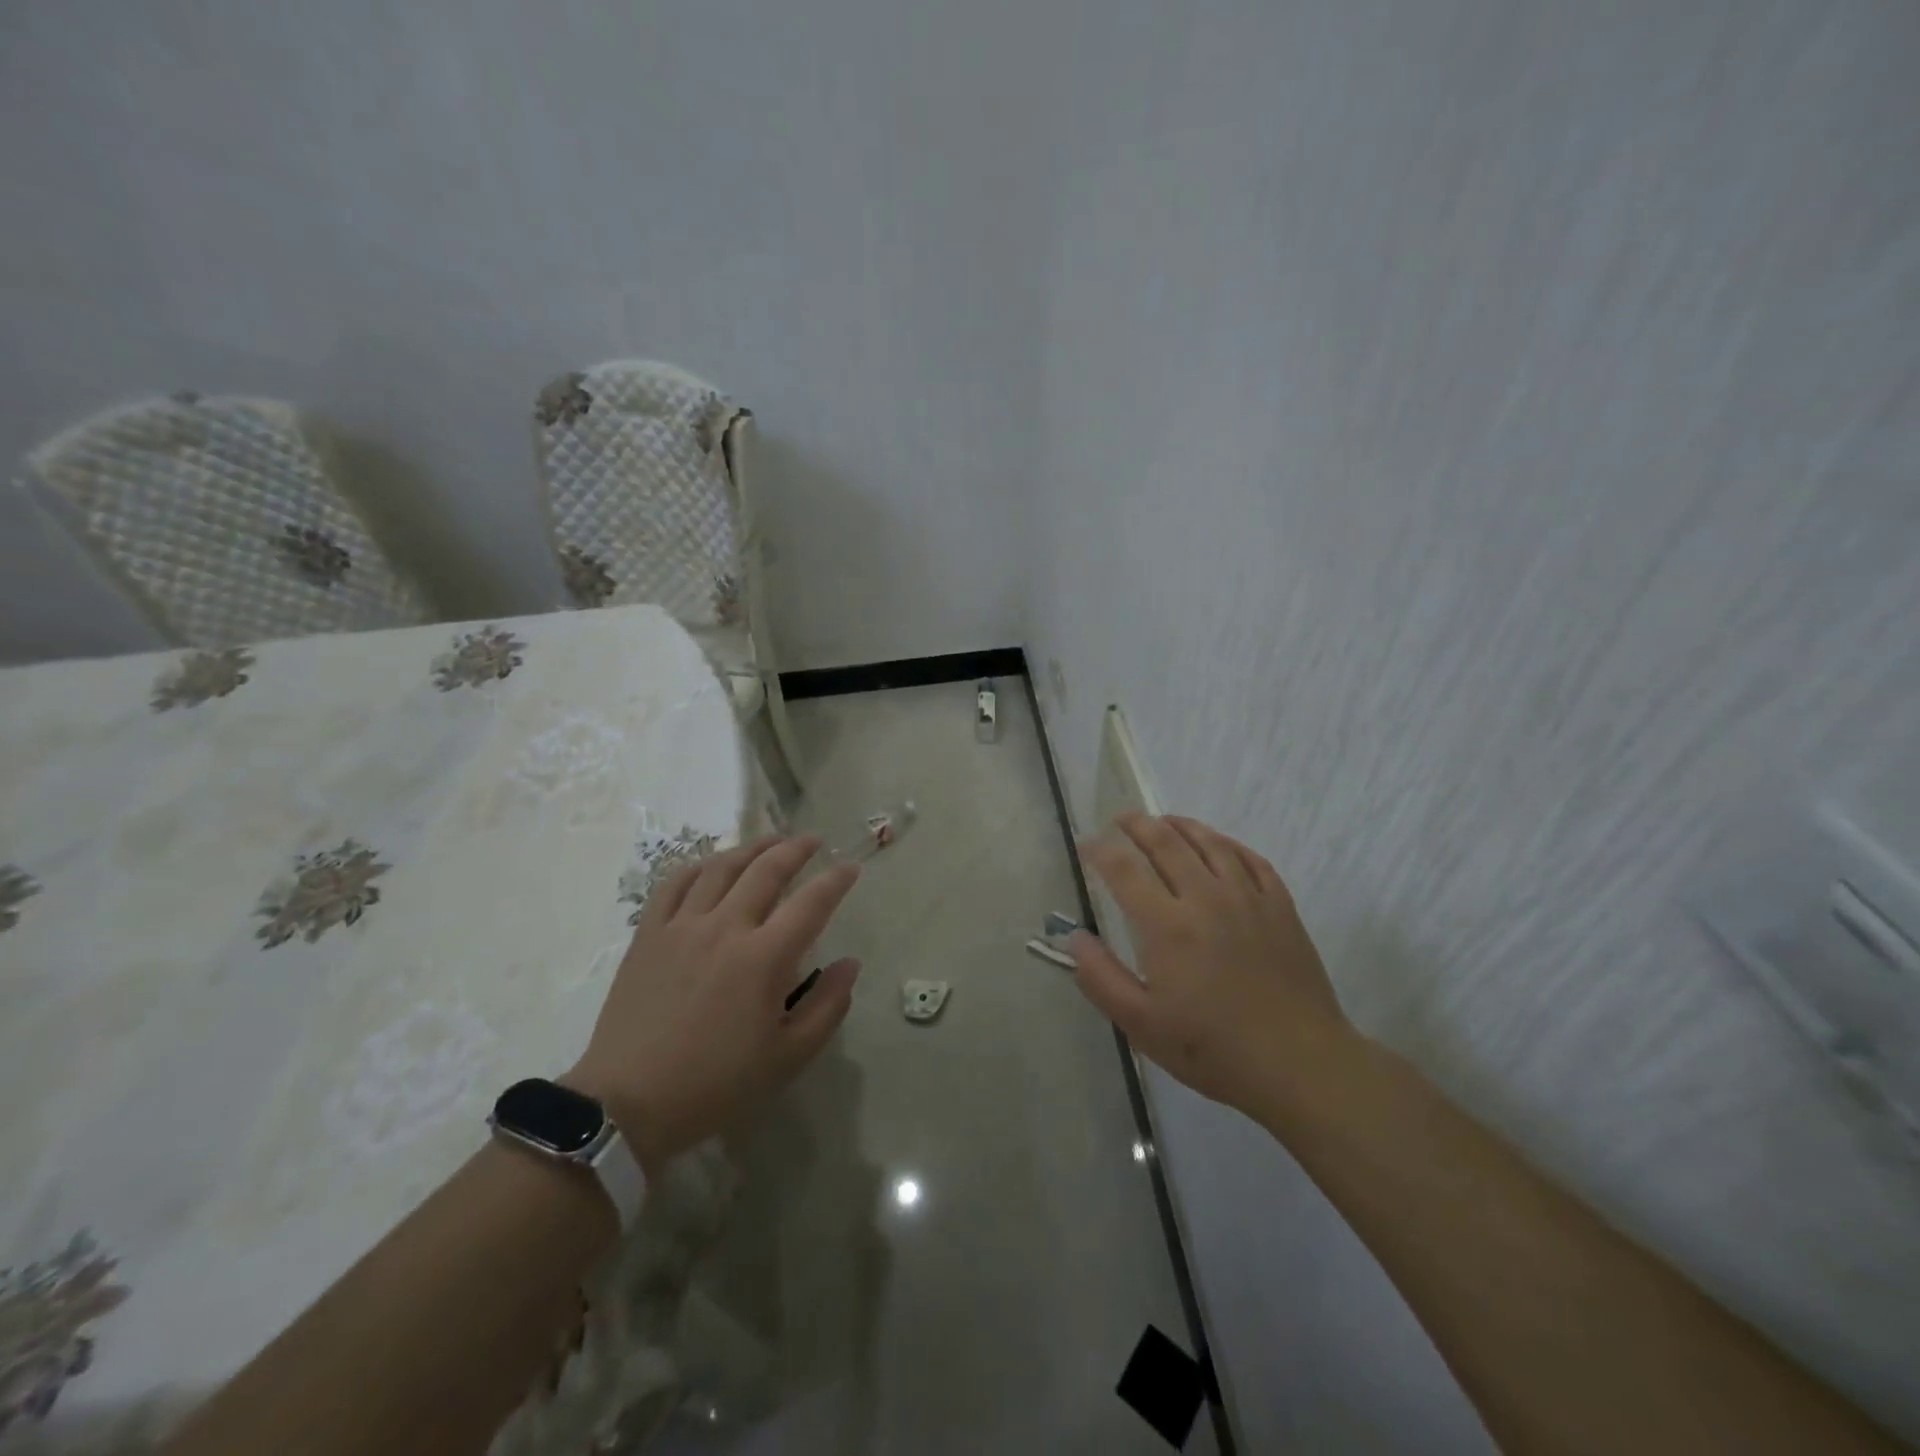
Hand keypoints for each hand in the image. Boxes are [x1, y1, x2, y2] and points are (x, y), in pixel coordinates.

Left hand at [567, 836, 860, 1172]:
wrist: (627, 1104)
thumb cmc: (715, 1085)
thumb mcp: (787, 1058)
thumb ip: (827, 1006)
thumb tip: (850, 964)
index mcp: (764, 958)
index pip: (811, 902)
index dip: (836, 880)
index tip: (850, 867)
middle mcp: (725, 927)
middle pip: (766, 870)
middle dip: (796, 849)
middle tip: (813, 841)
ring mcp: (682, 926)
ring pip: (721, 867)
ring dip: (751, 848)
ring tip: (770, 843)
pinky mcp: (648, 934)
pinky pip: (674, 884)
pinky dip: (699, 866)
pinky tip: (711, 866)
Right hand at [1070, 813, 1356, 1119]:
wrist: (1301, 1064)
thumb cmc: (1215, 1049)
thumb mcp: (1143, 1026)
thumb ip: (1102, 979)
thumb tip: (1074, 938)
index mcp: (1168, 926)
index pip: (1124, 870)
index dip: (1100, 850)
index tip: (1086, 844)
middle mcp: (1205, 898)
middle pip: (1166, 843)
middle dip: (1137, 825)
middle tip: (1121, 819)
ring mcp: (1248, 898)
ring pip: (1209, 842)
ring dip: (1180, 825)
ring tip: (1163, 821)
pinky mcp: (1280, 906)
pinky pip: (1250, 858)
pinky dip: (1227, 843)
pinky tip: (1218, 844)